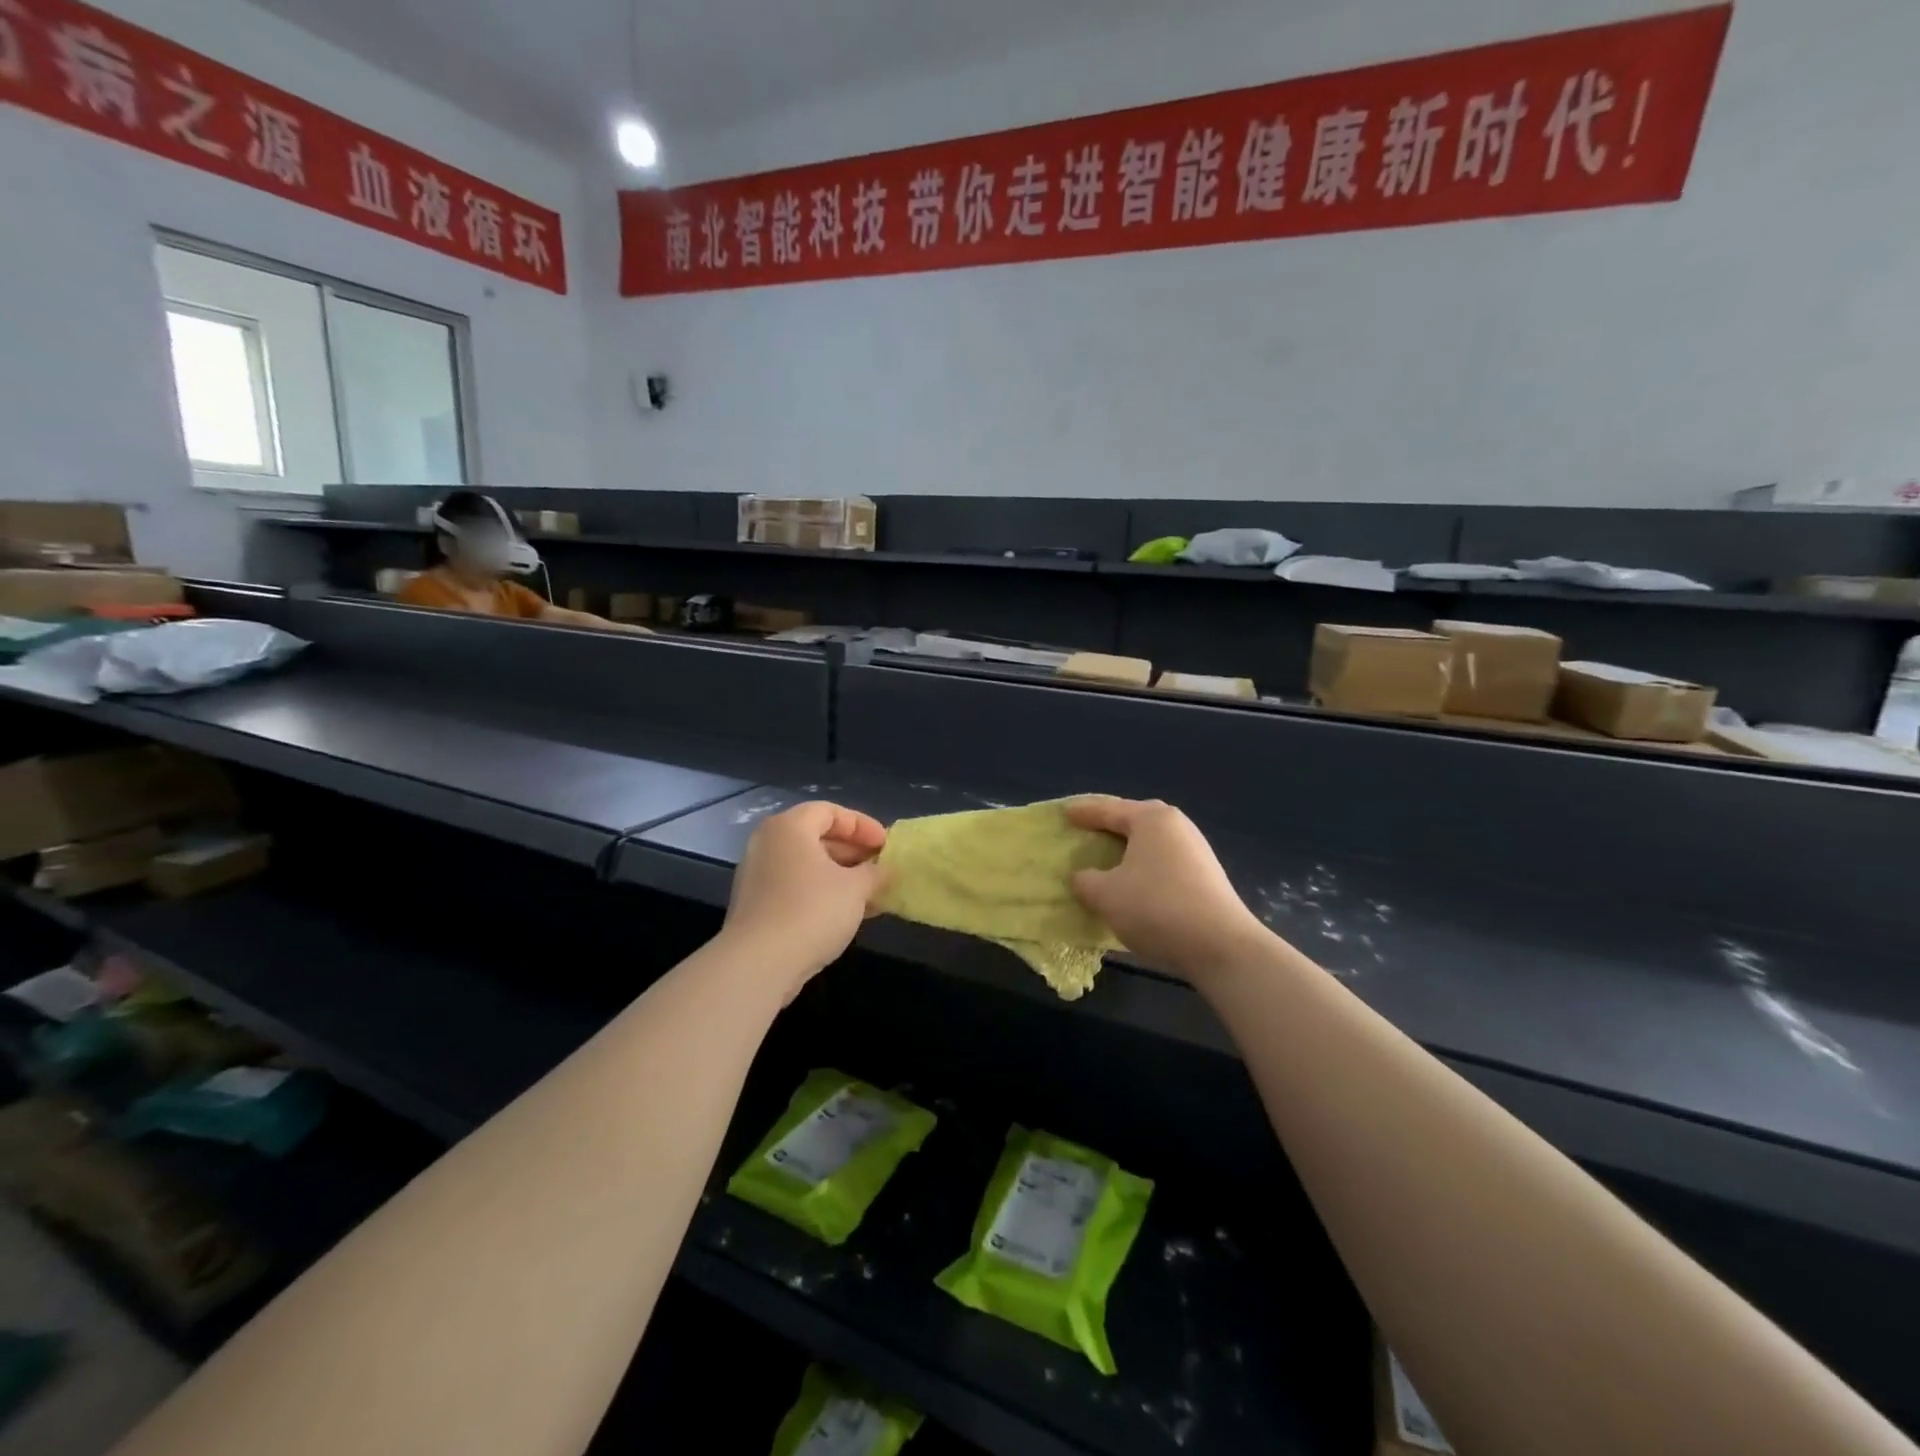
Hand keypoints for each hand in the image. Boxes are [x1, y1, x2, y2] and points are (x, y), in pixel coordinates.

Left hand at [722, 801, 887, 993]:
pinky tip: (849, 914)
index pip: (830, 812)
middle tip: (880, 868)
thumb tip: (884, 870)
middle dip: (853, 852)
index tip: (885, 845)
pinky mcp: (756, 906)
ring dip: (841, 877)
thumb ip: (874, 873)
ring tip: (872, 894)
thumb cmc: (812, 910)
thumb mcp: (856, 888)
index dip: (862, 825)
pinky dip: (822, 894)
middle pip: (816, 837)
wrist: (759, 964)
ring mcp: (758, 876)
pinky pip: (796, 888)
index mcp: (789, 827)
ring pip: (807, 866)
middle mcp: (768, 844)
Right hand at [1066, 797, 1271, 986]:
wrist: (1221, 946)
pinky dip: (1145, 865)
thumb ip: (1086, 881)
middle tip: (1088, 829)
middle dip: (1111, 823)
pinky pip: (1165, 861)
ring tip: (1109, 856)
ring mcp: (1196, 850)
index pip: (1109, 810)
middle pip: (1136, 819)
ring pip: (1153, 841)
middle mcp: (1177, 826)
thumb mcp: (1106, 895)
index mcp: (1151, 819)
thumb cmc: (1156, 907)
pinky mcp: (1206, 876)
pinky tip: (1136, 882)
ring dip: (1129, 847)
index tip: (1065, 814)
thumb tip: (1082, 877)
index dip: (1084, 813)